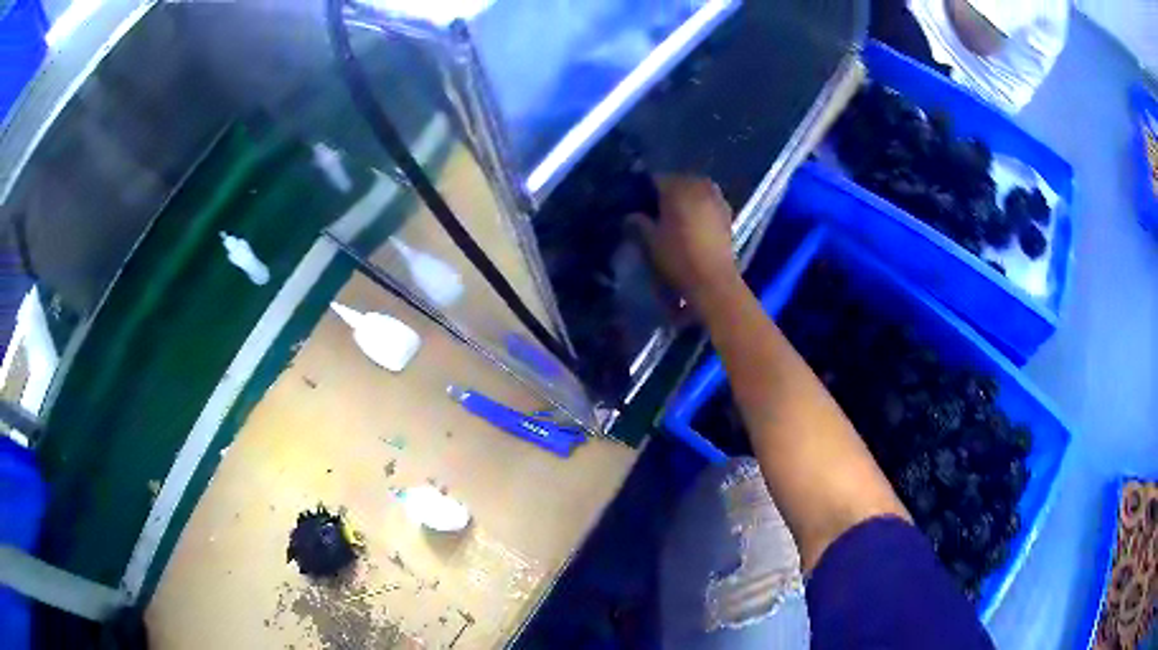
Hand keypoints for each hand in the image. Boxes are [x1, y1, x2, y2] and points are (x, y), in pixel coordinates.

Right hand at [633, 176, 738, 307]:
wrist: (714, 280)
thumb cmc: (678, 257)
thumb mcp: (651, 241)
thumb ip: (639, 223)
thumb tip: (631, 215)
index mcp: (677, 188)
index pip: (656, 179)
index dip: (645, 190)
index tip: (638, 203)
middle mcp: (699, 187)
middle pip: (679, 181)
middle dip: (668, 191)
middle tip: (657, 209)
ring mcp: (716, 199)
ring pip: (696, 189)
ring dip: (686, 197)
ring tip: (676, 215)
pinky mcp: (728, 213)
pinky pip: (709, 201)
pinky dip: (701, 206)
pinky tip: (694, 222)